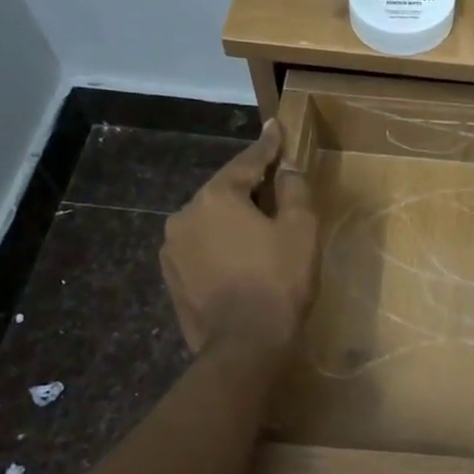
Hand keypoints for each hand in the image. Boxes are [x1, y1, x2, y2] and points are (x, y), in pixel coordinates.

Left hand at [161, 121, 317, 356]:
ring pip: (209, 221)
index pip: (246, 163)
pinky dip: (219, 245)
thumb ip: (294, 189)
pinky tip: (237, 258)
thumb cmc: (279, 281)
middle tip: (274, 186)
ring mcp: (173, 249)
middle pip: (223, 192)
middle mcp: (185, 215)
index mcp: (216, 197)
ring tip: (256, 229)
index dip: (267, 146)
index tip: (276, 127)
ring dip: (231, 219)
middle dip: (249, 188)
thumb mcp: (301, 230)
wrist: (245, 345)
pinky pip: (200, 248)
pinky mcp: (172, 278)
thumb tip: (286, 167)